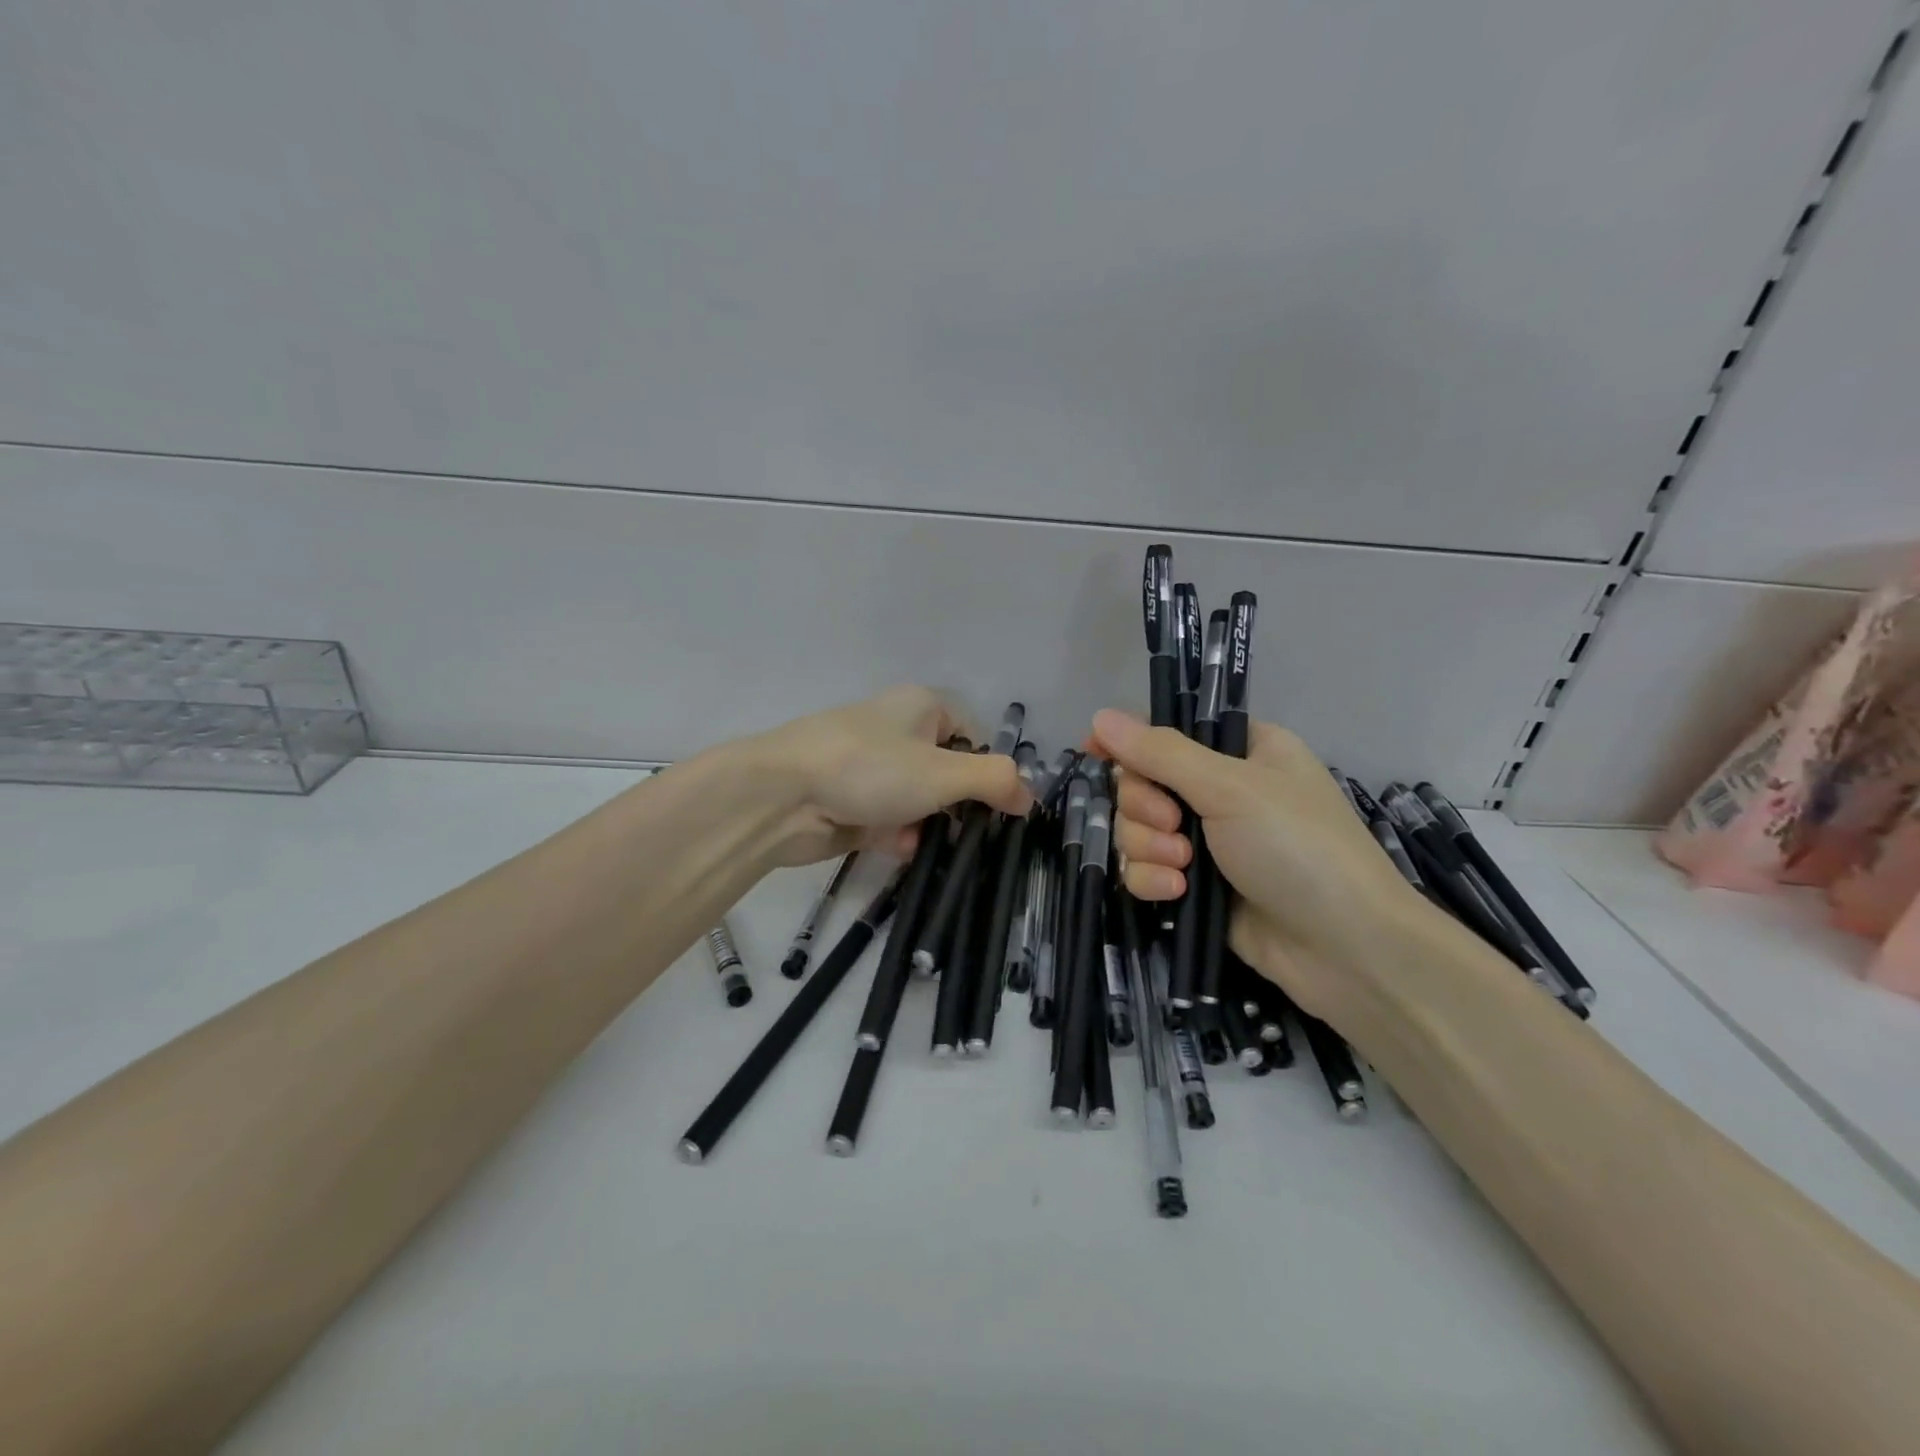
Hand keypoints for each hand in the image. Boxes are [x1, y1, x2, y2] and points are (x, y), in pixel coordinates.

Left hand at [746, 686, 1031, 867]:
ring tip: (938, 848)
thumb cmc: (870, 769)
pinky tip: (902, 850)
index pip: (973, 736)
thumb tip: (1030, 797)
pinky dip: (900, 836)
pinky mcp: (850, 801)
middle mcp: (897, 731)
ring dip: (931, 825)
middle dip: (960, 805)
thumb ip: (995, 781)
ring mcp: (871, 768)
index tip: (1001, 808)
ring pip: (919, 800)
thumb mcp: (945, 772)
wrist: (781, 796)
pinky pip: (889, 819)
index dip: (990, 770)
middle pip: (947, 771)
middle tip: (976, 836)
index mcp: (922, 707)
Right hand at [1090, 708, 1430, 1024]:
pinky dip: (1153, 879)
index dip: (1129, 741)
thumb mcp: (1231, 787)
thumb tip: (1099, 717)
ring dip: (1149, 846)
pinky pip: (1145, 869)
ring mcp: (1206, 841)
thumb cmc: (1299, 847)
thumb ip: (1161, 753)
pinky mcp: (1194, 887)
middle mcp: (1220, 791)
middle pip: (1141, 782)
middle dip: (1145, 806)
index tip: (1095, 753)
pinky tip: (1176, 893)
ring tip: (1184, 866)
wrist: (1346, 950)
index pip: (1168, 732)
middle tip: (1173, 824)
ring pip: (1136, 829)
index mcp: (1241, 750)